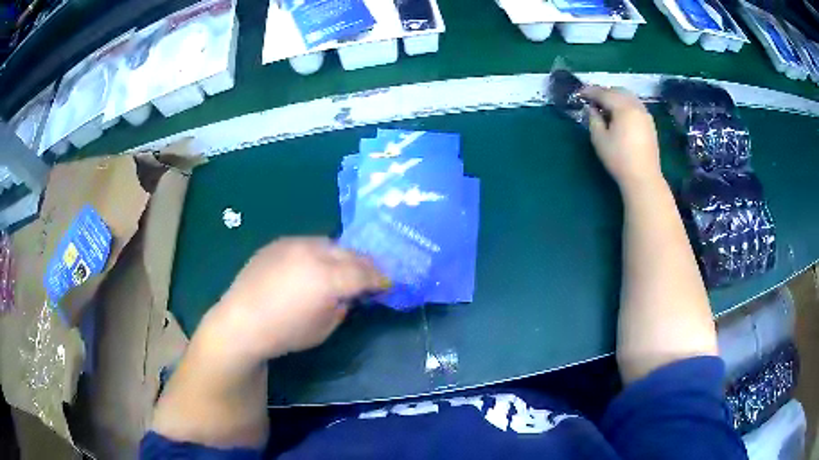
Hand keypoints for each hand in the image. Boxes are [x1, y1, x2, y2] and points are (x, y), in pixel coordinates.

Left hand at [203, 237, 387, 365]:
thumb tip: (348, 295)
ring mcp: (294, 244)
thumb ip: (343, 306)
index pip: (365, 273)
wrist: (241, 322)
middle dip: (365, 264)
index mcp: (328, 277)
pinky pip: (308, 243)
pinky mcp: (278, 243)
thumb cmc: (285, 332)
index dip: (380, 279)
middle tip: (371, 275)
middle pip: (350, 253)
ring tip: (343, 268)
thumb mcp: (324, 328)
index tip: (388, 284)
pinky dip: (319, 253)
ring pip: (330, 243)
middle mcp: (314, 253)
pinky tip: (313, 265)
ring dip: (342, 255)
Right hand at [582, 86, 662, 192]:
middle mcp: (636, 106)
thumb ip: (594, 119)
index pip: (604, 93)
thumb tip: (592, 109)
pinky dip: (625, 104)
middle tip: (593, 99)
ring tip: (606, 107)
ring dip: (616, 97)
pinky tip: (620, 115)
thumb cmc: (619, 159)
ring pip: (629, 97)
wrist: (644, 178)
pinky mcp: (650, 124)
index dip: (590, 92)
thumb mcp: (599, 139)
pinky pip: (636, 106)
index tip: (579, 93)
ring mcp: (646, 114)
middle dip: (604, 92)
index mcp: (623, 107)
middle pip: (618, 91)